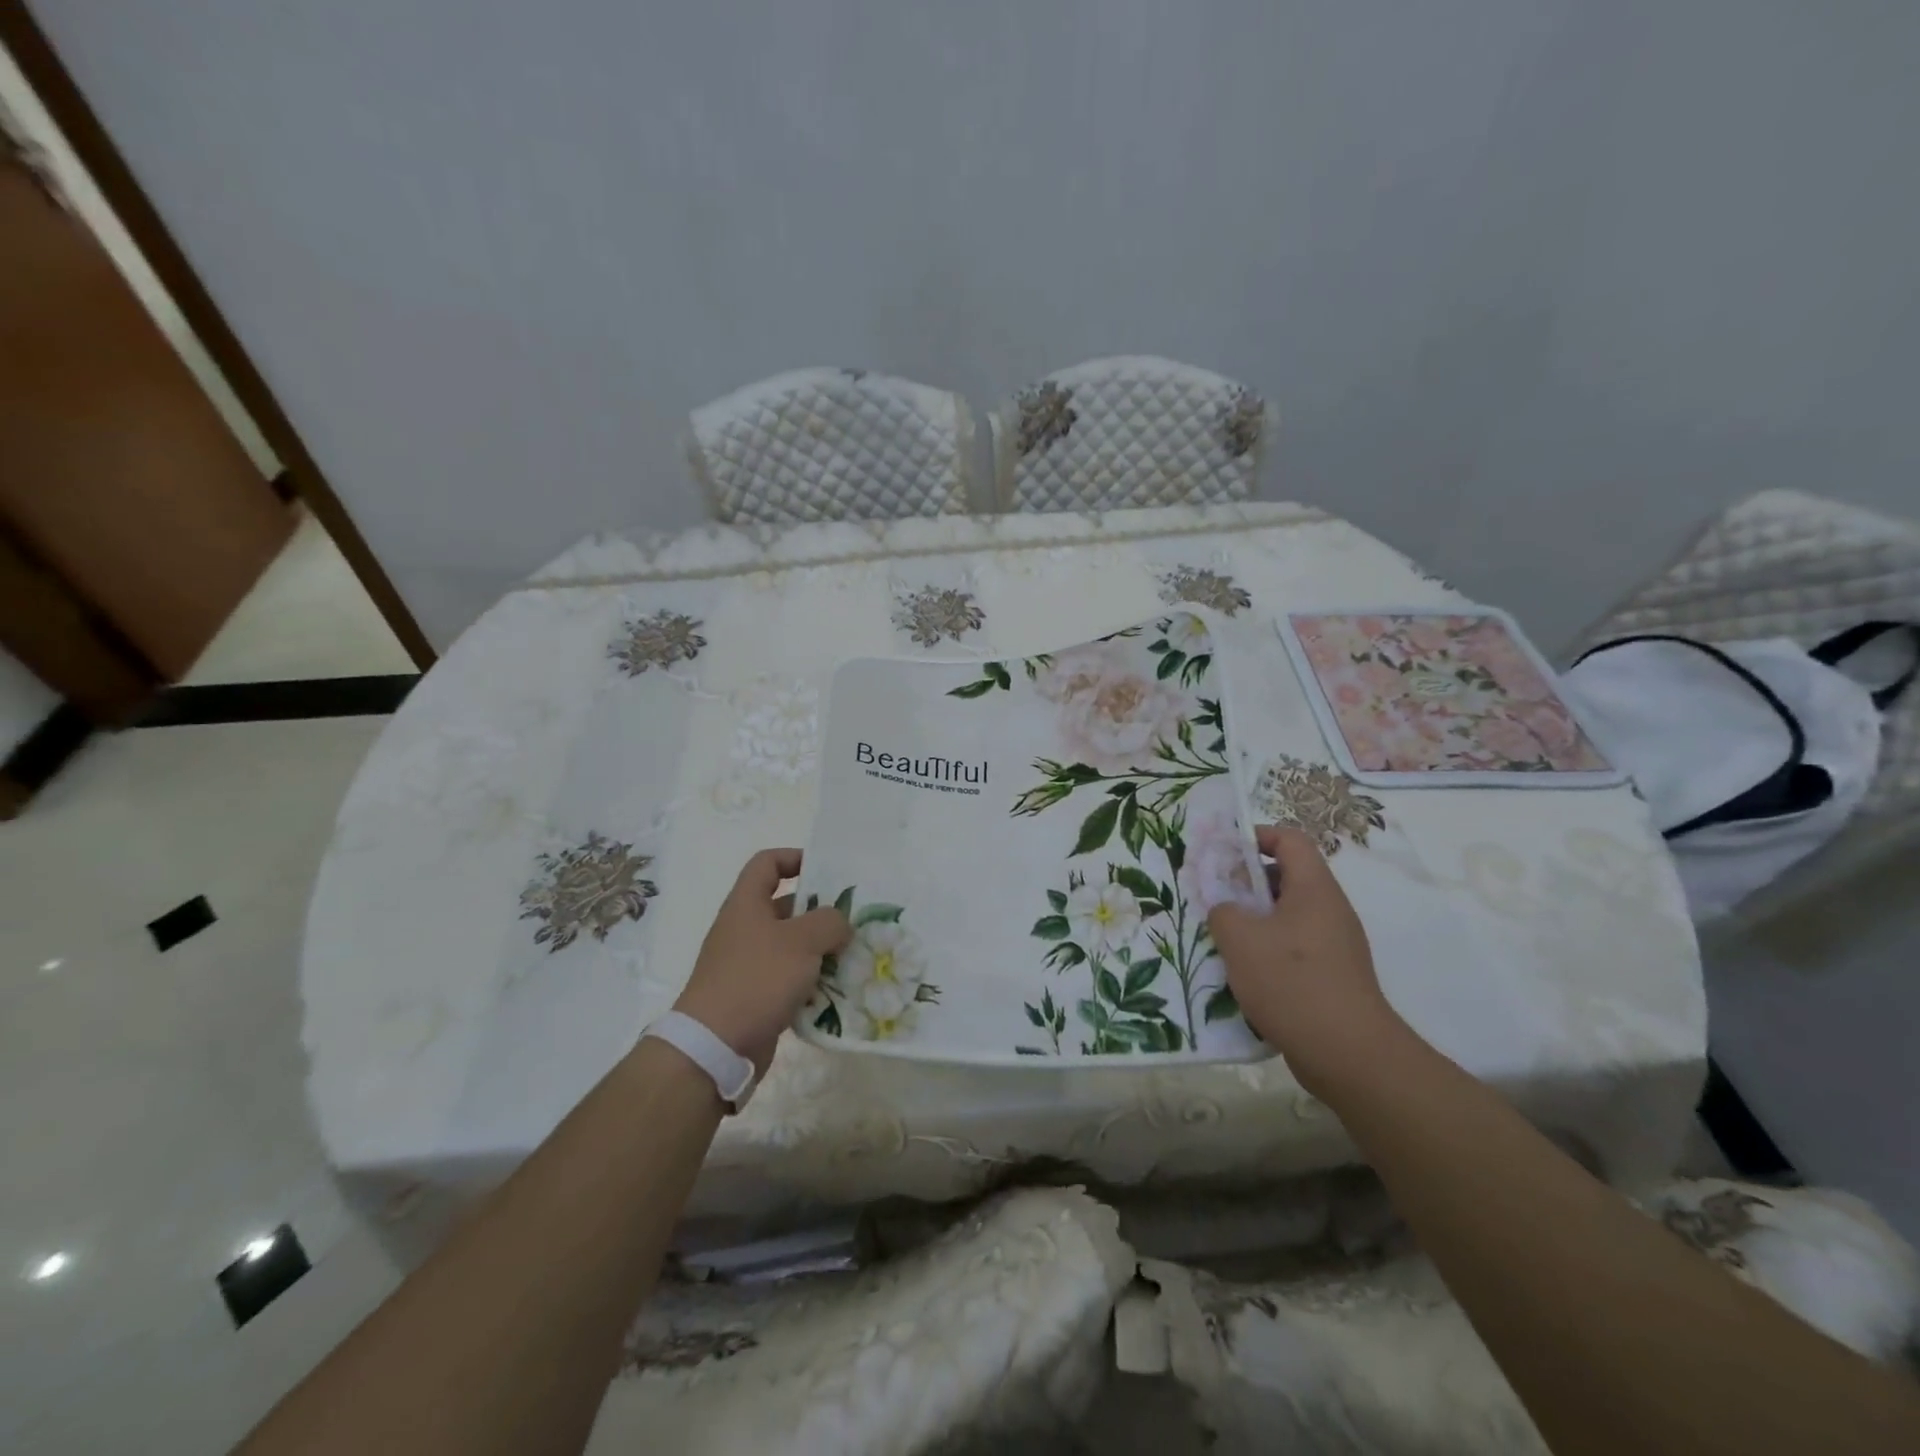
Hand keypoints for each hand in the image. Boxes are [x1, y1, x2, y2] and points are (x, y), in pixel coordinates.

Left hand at [673, 849, 850, 1074]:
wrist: (715, 1046)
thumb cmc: (757, 979)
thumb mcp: (802, 941)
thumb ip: (829, 922)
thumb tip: (840, 925)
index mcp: (747, 904)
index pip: (767, 863)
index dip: (795, 858)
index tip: (826, 871)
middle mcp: (744, 929)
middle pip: (785, 906)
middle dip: (820, 911)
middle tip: (852, 919)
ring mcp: (747, 964)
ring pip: (791, 946)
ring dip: (820, 950)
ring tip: (852, 955)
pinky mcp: (754, 996)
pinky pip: (788, 979)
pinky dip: (810, 981)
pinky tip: (836, 990)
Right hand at [1207, 825, 1406, 1096]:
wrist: (1348, 1054)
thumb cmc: (1291, 982)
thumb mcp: (1240, 939)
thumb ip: (1222, 911)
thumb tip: (1226, 910)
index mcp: (1313, 889)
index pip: (1290, 839)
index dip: (1257, 836)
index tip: (1224, 853)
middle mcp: (1330, 909)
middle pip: (1288, 876)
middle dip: (1248, 883)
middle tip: (1216, 899)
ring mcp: (1336, 944)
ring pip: (1289, 915)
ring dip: (1255, 920)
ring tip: (1224, 939)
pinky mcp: (1334, 975)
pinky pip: (1296, 947)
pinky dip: (1269, 950)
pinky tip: (1245, 975)